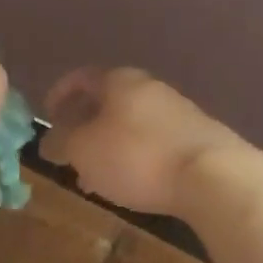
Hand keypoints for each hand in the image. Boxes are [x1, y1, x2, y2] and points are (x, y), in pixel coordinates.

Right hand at [39, 67, 242, 215]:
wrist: (215, 178)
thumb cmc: (137, 157)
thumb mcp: (83, 151)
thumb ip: (60, 143)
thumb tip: (49, 141)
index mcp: (120, 81)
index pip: (81, 78)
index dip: (59, 94)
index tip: (47, 116)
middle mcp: (151, 89)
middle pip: (108, 102)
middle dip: (84, 126)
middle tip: (69, 152)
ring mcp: (179, 113)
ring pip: (130, 126)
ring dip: (108, 147)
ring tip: (95, 177)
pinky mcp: (198, 139)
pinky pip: (153, 144)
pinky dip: (134, 159)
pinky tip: (131, 185)